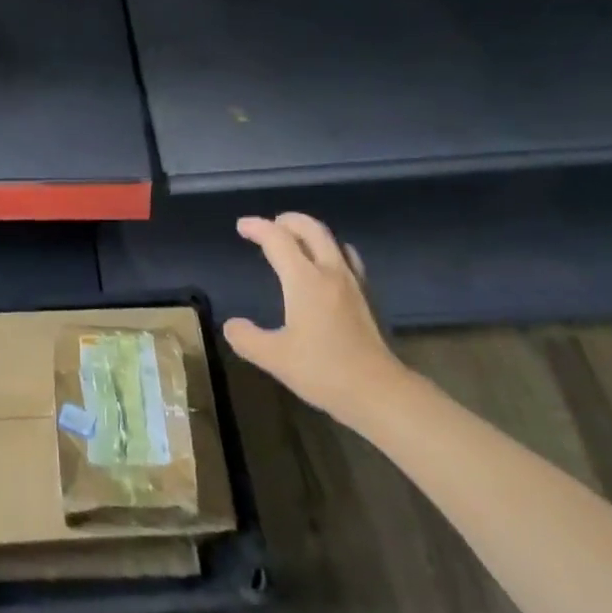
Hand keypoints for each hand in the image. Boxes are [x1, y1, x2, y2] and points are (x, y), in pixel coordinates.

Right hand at [223, 213, 404, 421]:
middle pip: (311, 229)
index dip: (258, 228)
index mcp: (305, 280)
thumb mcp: (274, 358)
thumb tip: (232, 325)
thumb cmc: (323, 371)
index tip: (242, 226)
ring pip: (332, 240)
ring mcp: (353, 283)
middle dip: (287, 221)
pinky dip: (329, 250)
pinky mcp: (367, 297)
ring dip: (310, 233)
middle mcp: (330, 272)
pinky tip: (325, 268)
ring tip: (294, 242)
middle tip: (269, 226)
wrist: (379, 391)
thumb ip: (247, 338)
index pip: (278, 240)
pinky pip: (346, 257)